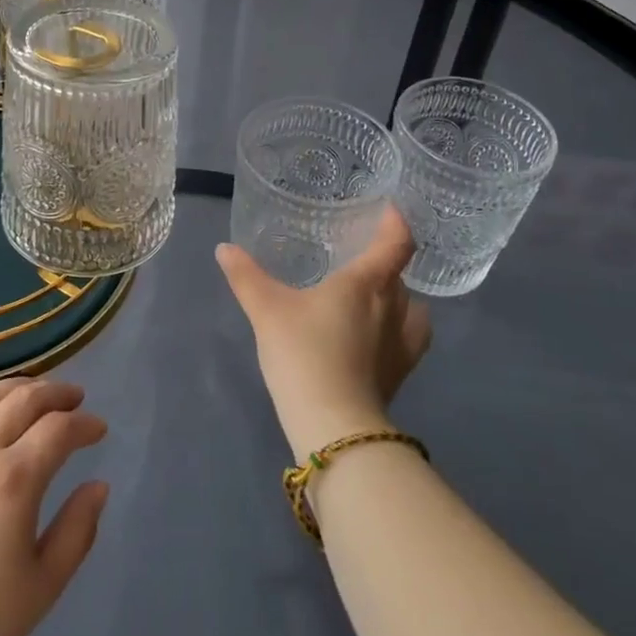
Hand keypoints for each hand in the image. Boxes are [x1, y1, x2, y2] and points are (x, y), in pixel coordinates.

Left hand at [0, 379, 108, 635]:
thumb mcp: (41, 588)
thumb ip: (76, 531)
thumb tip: (98, 486)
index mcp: (15, 480)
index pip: (59, 429)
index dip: (84, 423)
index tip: (99, 429)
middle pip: (23, 400)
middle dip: (56, 393)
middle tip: (74, 398)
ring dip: (16, 389)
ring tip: (33, 393)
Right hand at [217, 205, 431, 455]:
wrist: (333, 424)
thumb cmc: (303, 353)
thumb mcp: (266, 310)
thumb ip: (246, 276)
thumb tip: (224, 248)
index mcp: (366, 283)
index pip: (396, 243)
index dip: (396, 223)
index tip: (388, 211)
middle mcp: (394, 307)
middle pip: (399, 274)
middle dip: (384, 262)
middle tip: (358, 257)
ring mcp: (403, 343)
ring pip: (411, 308)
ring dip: (397, 297)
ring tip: (373, 298)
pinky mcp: (401, 373)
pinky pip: (411, 339)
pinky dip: (401, 329)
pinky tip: (379, 336)